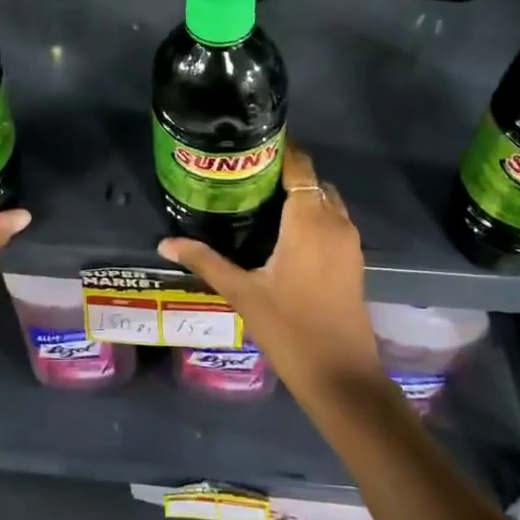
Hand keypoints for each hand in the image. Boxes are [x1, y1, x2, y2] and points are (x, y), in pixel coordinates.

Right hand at [158, 144, 383, 402]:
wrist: (342, 377)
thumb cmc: (290, 329)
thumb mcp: (242, 293)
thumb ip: (204, 261)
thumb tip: (165, 243)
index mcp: (309, 220)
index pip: (299, 165)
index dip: (280, 149)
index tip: (250, 143)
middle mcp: (335, 221)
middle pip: (312, 179)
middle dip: (285, 171)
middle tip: (246, 173)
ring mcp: (349, 241)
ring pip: (326, 200)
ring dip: (301, 193)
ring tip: (261, 197)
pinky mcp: (354, 260)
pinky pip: (334, 220)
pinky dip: (313, 213)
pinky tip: (283, 231)